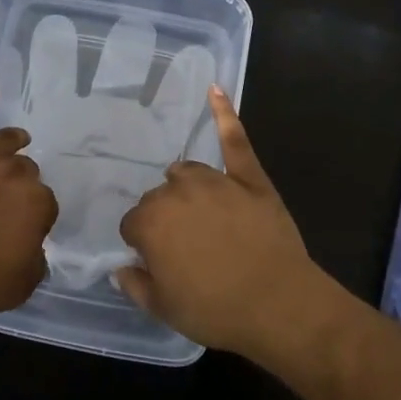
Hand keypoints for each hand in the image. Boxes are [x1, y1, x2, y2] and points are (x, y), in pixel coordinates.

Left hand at [0, 87, 55, 317]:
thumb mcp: (21, 286)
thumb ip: (35, 262)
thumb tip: (33, 249)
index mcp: (35, 203)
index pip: (46, 205)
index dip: (37, 218)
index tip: (27, 231)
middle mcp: (12, 173)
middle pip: (26, 171)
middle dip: (24, 184)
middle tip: (11, 201)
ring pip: (5, 143)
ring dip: (14, 141)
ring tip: (19, 139)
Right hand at [117, 88, 328, 358]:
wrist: (279, 305)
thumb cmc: (216, 310)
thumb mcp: (164, 309)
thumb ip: (135, 284)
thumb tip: (121, 267)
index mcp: (150, 222)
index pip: (133, 225)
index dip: (144, 245)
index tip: (159, 263)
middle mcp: (176, 192)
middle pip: (159, 197)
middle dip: (166, 219)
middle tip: (187, 250)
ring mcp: (215, 180)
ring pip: (186, 172)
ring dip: (185, 188)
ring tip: (199, 213)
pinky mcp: (248, 177)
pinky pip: (233, 140)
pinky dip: (224, 113)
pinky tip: (215, 89)